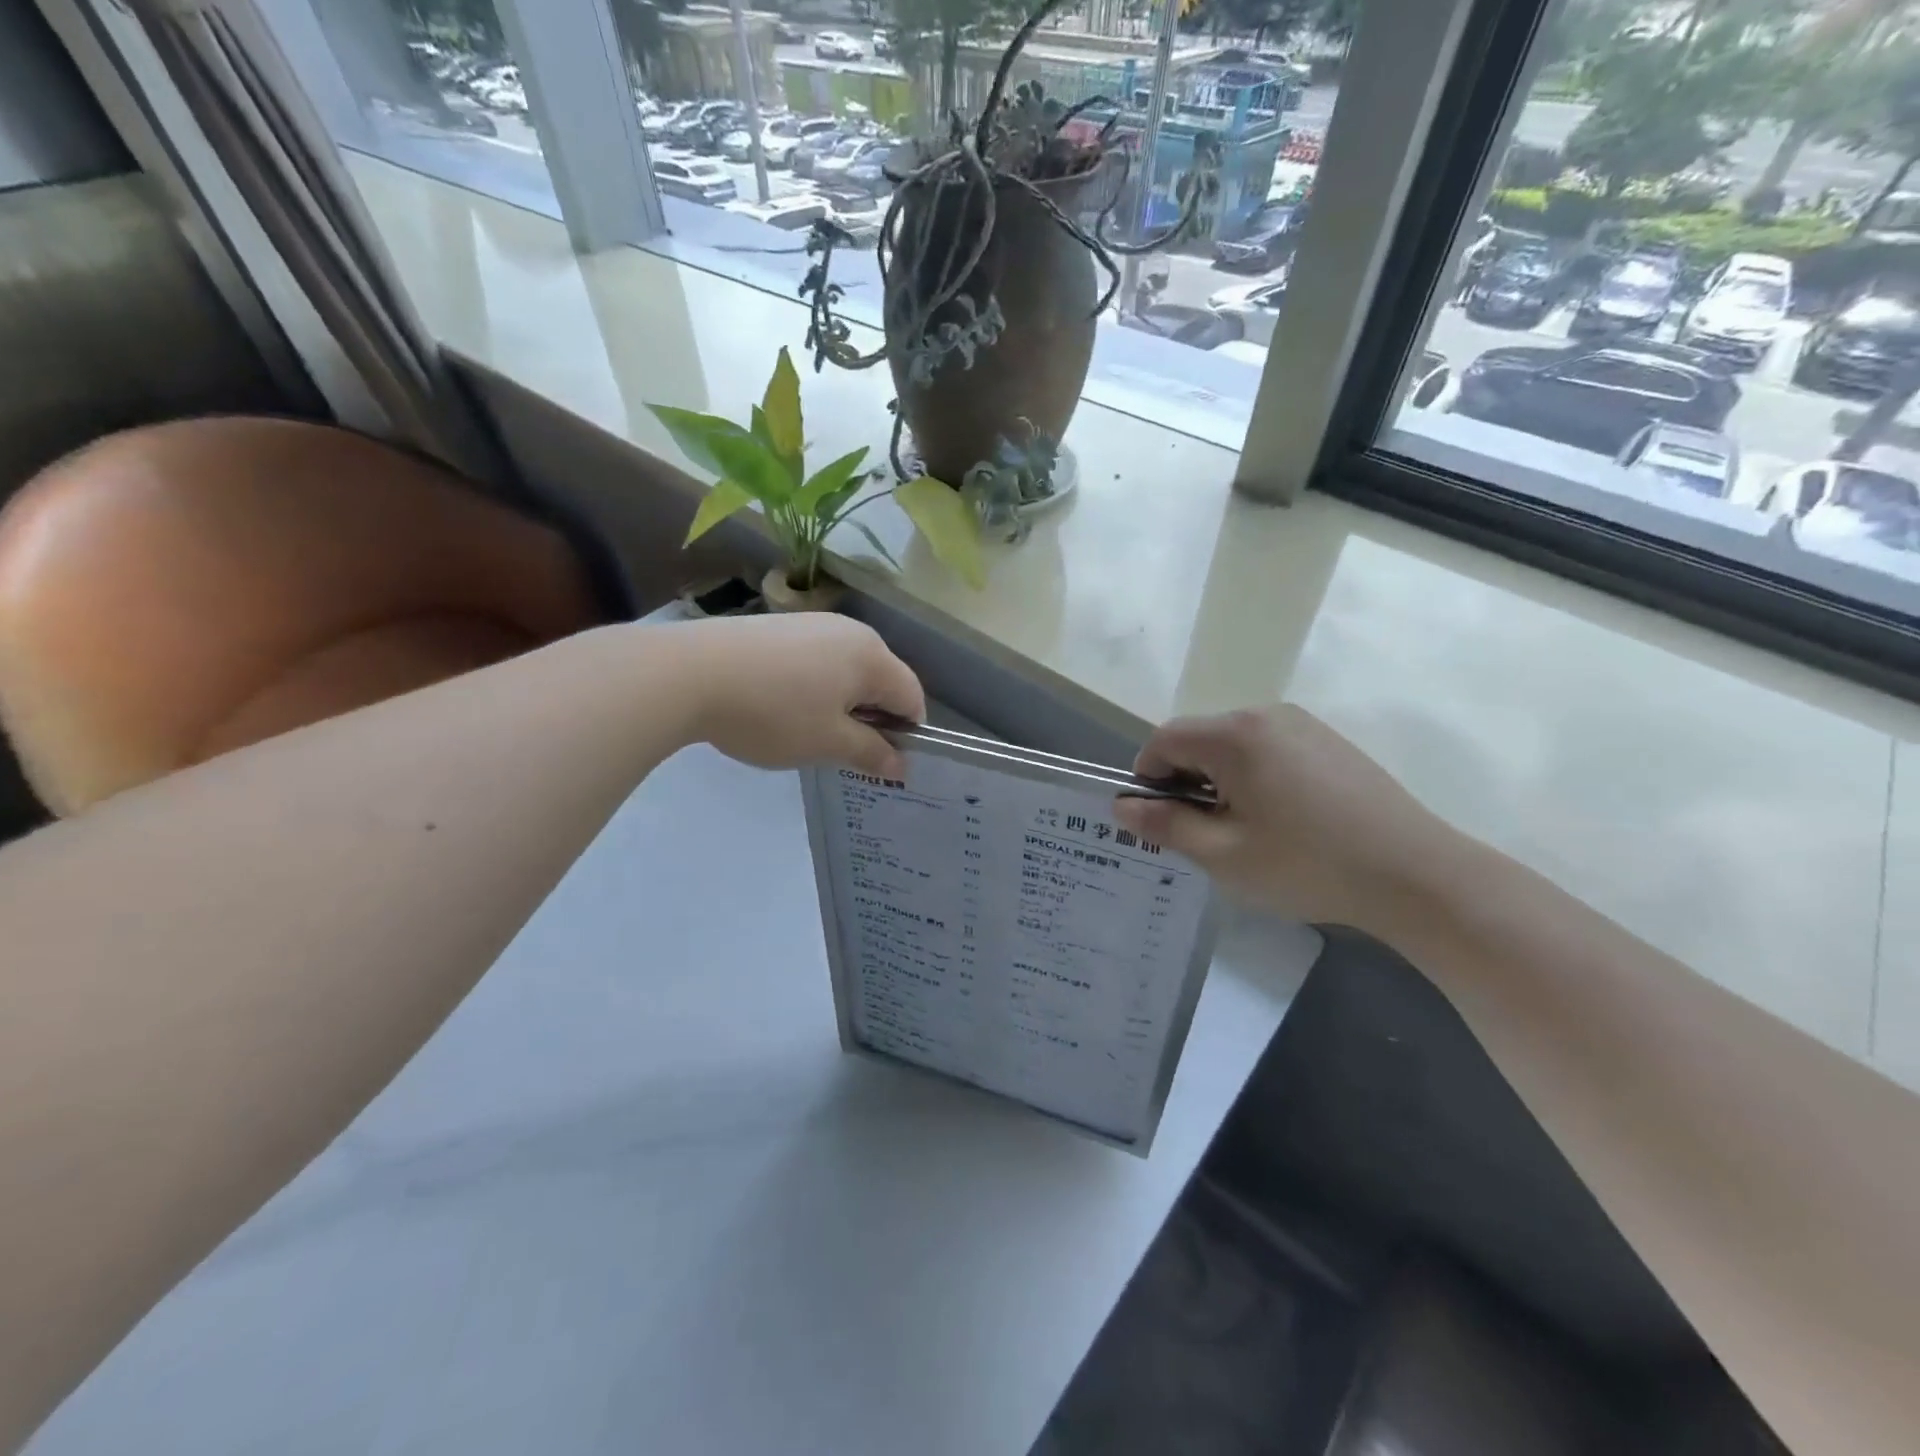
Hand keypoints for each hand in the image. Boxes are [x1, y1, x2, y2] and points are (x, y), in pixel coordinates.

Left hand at [673, 614, 924, 777]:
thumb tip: (900, 766)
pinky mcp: (781, 626)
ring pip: (847, 670)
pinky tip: (781, 706)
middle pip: (882, 680)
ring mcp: (813, 624)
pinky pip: (817, 660)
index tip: (881, 762)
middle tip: (843, 751)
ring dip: (843, 703)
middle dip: (873, 718)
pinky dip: (815, 687)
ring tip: (808, 731)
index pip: (912, 697)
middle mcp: (851, 631)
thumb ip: (871, 753)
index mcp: (872, 656)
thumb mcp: (827, 743)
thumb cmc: (773, 713)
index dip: (907, 734)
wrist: (689, 673)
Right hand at [1113, 706, 1451, 930]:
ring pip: (1234, 745)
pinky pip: (1269, 750)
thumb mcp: (1222, 854)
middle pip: (1198, 738)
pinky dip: (1254, 777)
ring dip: (1220, 780)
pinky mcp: (1329, 742)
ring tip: (1244, 830)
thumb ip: (1165, 826)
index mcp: (1234, 735)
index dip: (1148, 779)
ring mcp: (1303, 725)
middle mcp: (1265, 715)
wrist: (1414, 873)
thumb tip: (1122, 807)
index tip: (1162, 822)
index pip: (1163, 740)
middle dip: (1185, 781)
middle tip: (1203, 833)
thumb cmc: (1306, 864)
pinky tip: (1281, 820)